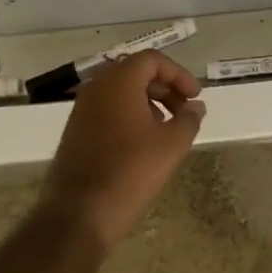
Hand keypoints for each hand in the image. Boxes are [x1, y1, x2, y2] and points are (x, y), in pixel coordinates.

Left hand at [38, 50, 205, 245]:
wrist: (79, 212)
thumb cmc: (130, 172)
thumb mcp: (171, 146)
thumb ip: (188, 119)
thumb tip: (196, 106)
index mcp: (118, 82)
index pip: (152, 59)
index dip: (178, 74)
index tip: (195, 97)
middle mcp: (96, 88)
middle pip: (135, 72)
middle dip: (164, 87)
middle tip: (184, 112)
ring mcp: (81, 109)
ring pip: (120, 91)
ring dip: (148, 102)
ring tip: (167, 129)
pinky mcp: (75, 130)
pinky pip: (107, 109)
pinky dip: (129, 115)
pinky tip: (143, 143)